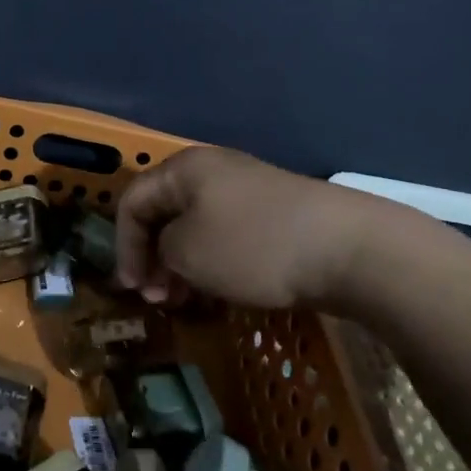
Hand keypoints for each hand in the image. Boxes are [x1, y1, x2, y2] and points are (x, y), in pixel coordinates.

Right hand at [115, 146, 405, 311]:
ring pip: (196, 226)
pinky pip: (226, 235)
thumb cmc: (253, 245)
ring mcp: (247, 191)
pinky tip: (219, 291)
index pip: (133, 201)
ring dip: (181, 264)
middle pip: (165, 212)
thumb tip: (169, 251)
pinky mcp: (274, 214)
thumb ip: (161, 249)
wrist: (347, 248)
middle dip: (153, 257)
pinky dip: (212, 262)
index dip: (124, 245)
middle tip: (157, 298)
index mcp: (185, 169)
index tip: (131, 288)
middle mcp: (213, 171)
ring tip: (184, 301)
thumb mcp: (188, 252)